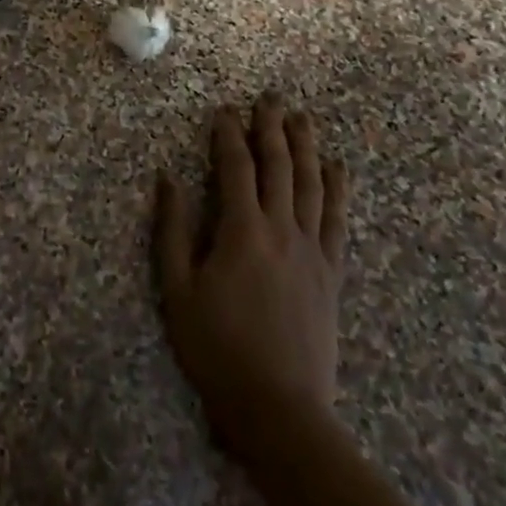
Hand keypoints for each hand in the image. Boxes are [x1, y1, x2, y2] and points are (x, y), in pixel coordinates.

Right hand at [156, 94, 350, 455]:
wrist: (280, 408)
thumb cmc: (217, 349)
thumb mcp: (177, 290)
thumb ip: (172, 230)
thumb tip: (167, 178)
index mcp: (242, 231)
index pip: (236, 167)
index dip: (228, 135)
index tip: (223, 110)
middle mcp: (282, 229)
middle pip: (280, 165)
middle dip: (272, 127)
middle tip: (270, 97)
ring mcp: (312, 249)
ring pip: (312, 184)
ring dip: (307, 146)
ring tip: (302, 118)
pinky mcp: (331, 271)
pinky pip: (337, 219)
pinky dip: (338, 188)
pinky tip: (338, 167)